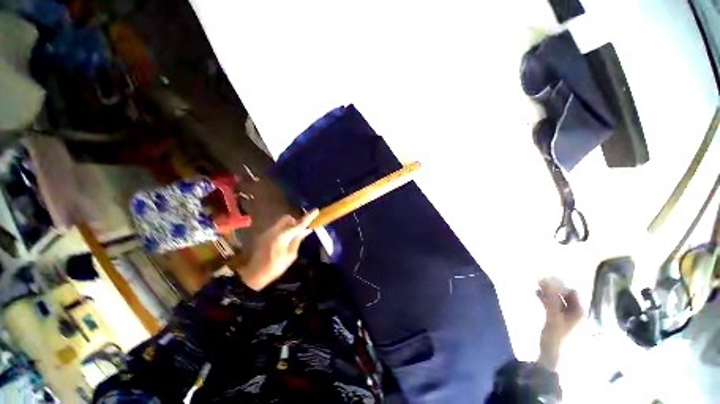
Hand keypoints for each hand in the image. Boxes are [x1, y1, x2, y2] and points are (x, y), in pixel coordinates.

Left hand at [240, 210, 318, 290]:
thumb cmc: (275, 267)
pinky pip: (277, 227)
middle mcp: (274, 230)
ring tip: (291, 238)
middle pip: (288, 218)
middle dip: (295, 222)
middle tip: (299, 232)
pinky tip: (283, 241)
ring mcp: (268, 231)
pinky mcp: (264, 234)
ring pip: (282, 222)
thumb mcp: (290, 256)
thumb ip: (298, 240)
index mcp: (282, 237)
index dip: (308, 217)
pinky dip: (283, 229)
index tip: (316, 210)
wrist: (254, 274)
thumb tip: (307, 229)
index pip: (299, 224)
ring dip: (289, 226)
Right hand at [536, 278, 581, 370]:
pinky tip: (536, 295)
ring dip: (548, 293)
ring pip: (557, 301)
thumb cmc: (556, 338)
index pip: (572, 293)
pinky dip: (545, 300)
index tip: (547, 278)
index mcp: (579, 313)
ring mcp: (566, 318)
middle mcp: (575, 314)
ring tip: (535, 286)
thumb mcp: (553, 317)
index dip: (561, 285)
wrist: (551, 358)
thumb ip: (551, 299)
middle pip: (565, 296)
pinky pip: (552, 306)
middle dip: (553, 288)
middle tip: (539, 281)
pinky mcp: (557, 321)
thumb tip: (547, 280)